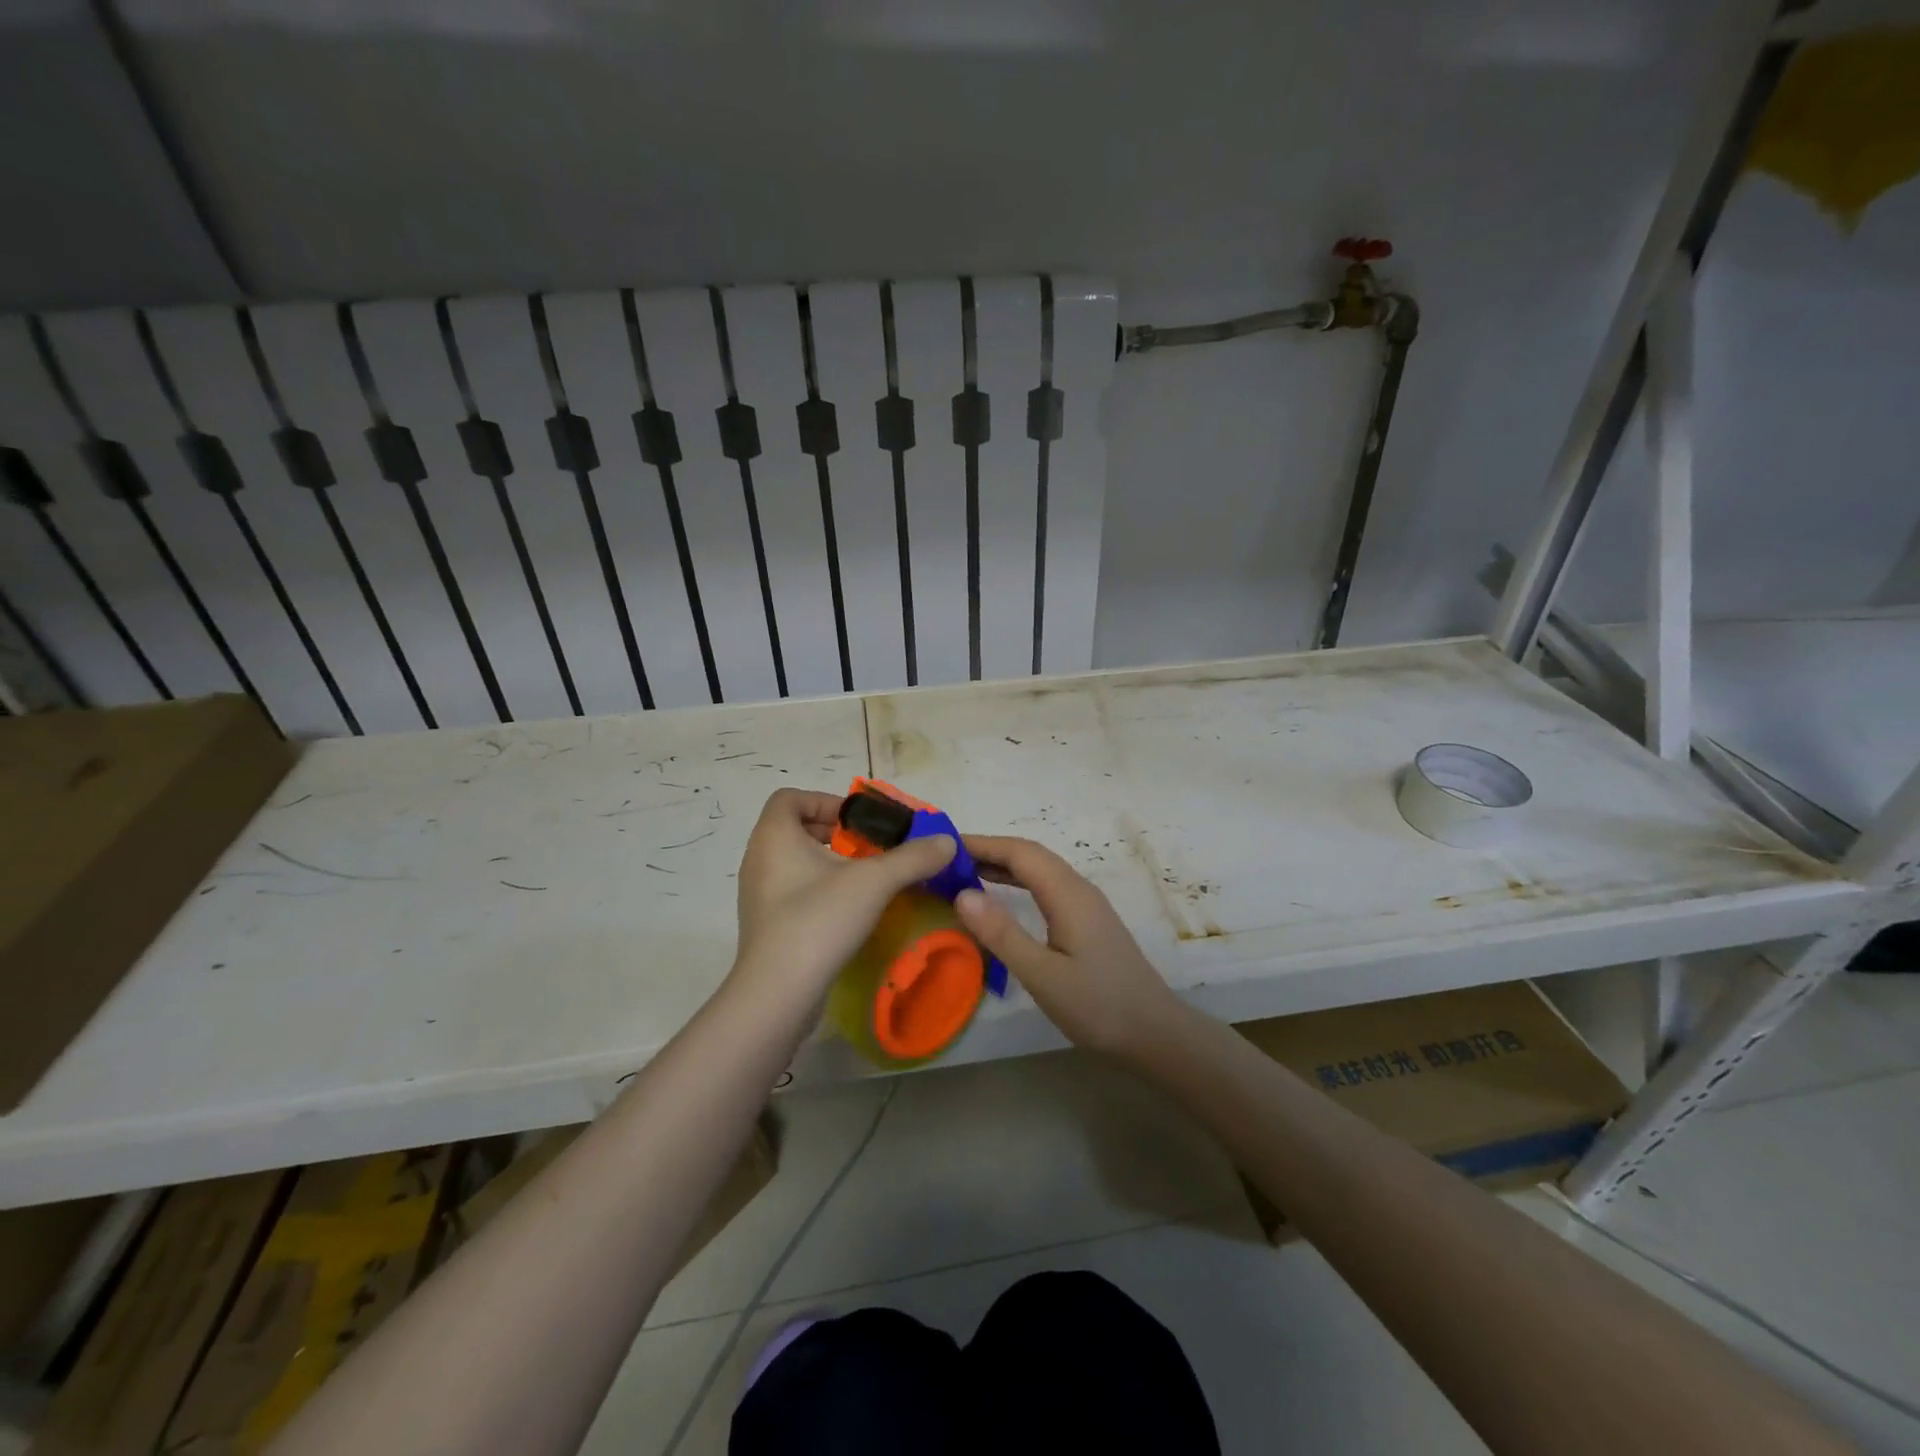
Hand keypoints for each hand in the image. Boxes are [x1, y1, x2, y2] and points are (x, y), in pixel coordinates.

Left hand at [730, 789, 955, 1000]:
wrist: (777, 994)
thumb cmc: (819, 920)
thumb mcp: (874, 882)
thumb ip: (913, 858)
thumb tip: (947, 843)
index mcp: (773, 835)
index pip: (791, 797)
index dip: (827, 801)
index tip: (859, 822)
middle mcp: (758, 858)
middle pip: (794, 827)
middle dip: (835, 833)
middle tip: (868, 849)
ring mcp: (758, 894)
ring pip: (794, 861)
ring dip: (828, 862)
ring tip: (864, 879)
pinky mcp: (765, 924)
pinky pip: (792, 890)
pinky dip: (818, 888)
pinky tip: (848, 910)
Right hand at [954, 835, 1181, 1057]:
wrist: (1154, 1032)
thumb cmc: (1097, 1005)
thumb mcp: (1042, 974)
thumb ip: (1002, 933)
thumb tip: (962, 893)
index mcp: (1067, 893)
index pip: (1020, 852)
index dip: (982, 843)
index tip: (943, 846)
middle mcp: (1078, 888)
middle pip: (1030, 854)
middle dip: (989, 850)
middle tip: (946, 860)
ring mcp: (1086, 903)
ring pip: (1040, 869)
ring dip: (1003, 865)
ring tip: (964, 873)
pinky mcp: (1088, 920)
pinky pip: (1047, 886)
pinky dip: (1018, 882)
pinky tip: (1002, 897)